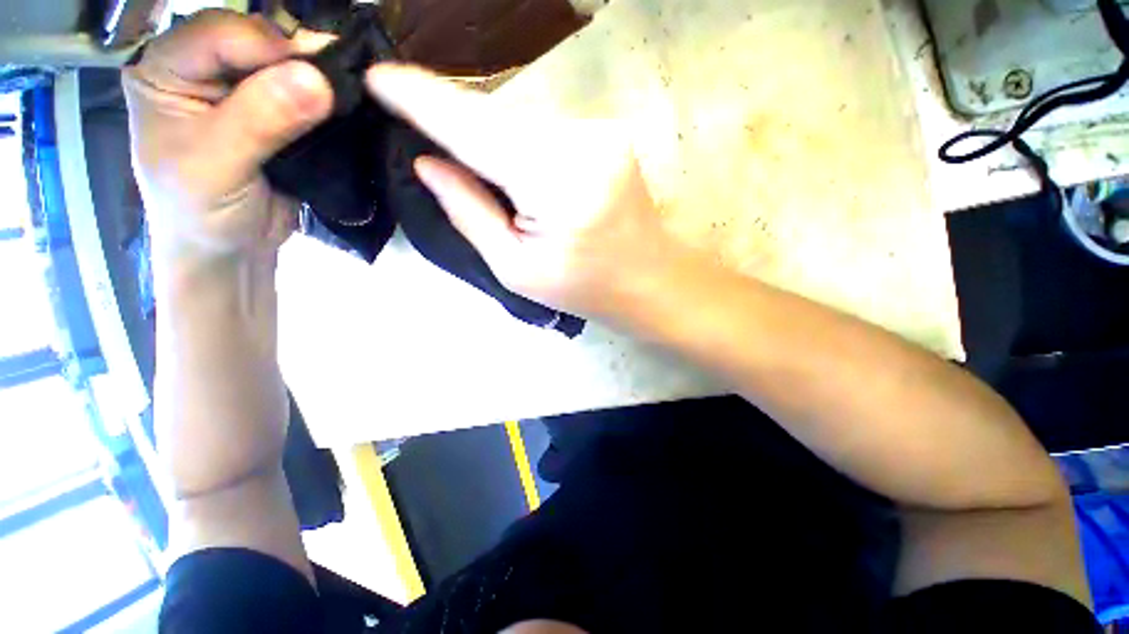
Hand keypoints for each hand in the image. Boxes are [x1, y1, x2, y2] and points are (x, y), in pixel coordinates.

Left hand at [123, 10, 333, 272]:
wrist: (231, 249)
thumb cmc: (202, 213)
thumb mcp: (219, 166)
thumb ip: (260, 120)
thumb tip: (316, 81)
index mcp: (166, 70)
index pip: (220, 33)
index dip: (270, 48)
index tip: (319, 77)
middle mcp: (202, 68)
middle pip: (258, 41)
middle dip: (300, 59)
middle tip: (343, 84)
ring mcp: (241, 89)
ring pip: (286, 64)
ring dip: (320, 79)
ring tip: (351, 97)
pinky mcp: (274, 112)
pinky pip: (305, 94)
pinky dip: (329, 100)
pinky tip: (346, 110)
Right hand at [365, 64, 683, 320]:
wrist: (651, 282)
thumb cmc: (585, 290)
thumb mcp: (517, 270)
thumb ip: (470, 213)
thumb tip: (428, 162)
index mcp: (559, 186)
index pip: (475, 128)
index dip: (422, 100)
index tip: (378, 78)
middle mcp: (584, 143)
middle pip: (498, 118)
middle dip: (458, 125)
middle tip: (429, 140)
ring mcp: (603, 132)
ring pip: (522, 120)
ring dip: (493, 138)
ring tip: (490, 177)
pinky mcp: (611, 133)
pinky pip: (546, 128)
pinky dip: (522, 143)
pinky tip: (523, 172)